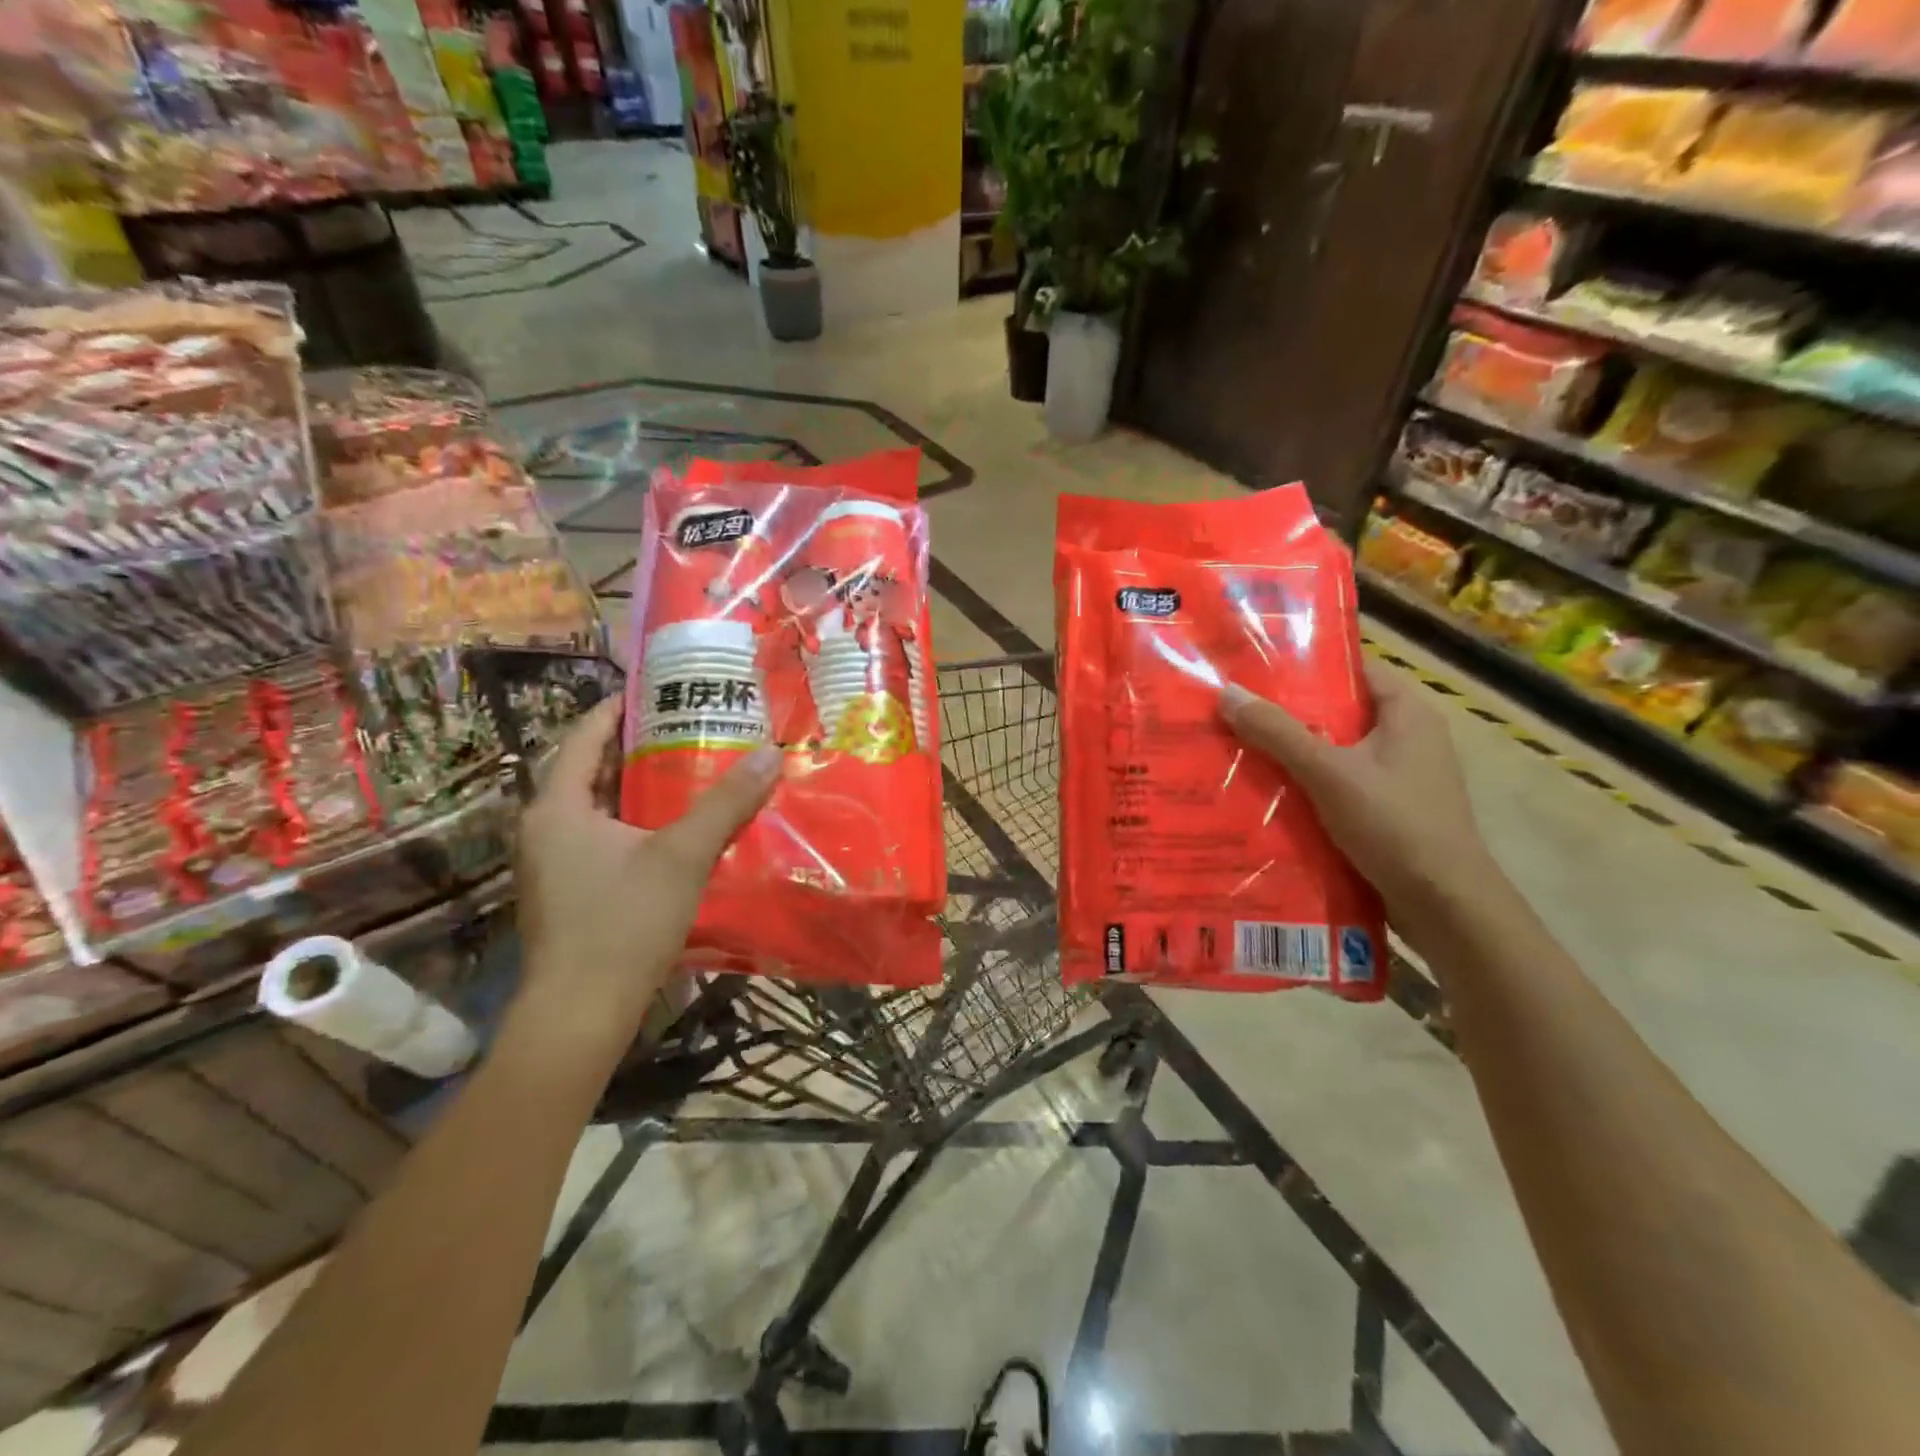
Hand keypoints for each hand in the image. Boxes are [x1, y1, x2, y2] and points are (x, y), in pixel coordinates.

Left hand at [513, 699, 780, 1044]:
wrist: (580, 1015)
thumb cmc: (622, 923)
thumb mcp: (682, 856)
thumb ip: (726, 803)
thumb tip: (771, 753)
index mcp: (558, 807)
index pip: (585, 736)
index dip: (620, 707)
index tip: (660, 688)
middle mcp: (546, 828)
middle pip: (593, 770)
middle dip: (640, 746)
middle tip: (691, 726)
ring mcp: (554, 864)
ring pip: (601, 807)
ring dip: (642, 787)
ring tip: (692, 769)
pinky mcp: (570, 893)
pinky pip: (605, 838)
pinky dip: (638, 822)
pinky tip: (678, 829)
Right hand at [1219, 661, 1489, 916]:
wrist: (1446, 905)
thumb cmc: (1394, 824)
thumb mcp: (1329, 772)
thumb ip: (1278, 733)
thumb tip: (1228, 693)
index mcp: (1408, 713)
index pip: (1355, 670)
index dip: (1309, 666)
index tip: (1258, 670)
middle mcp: (1410, 738)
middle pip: (1341, 713)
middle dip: (1290, 715)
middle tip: (1236, 711)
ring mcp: (1402, 778)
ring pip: (1337, 753)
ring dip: (1295, 755)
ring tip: (1240, 750)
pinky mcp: (1391, 812)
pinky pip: (1341, 786)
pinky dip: (1309, 787)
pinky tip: (1269, 795)